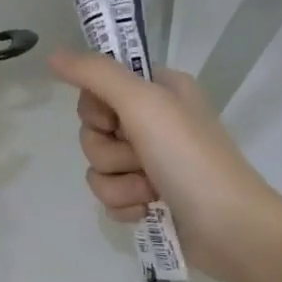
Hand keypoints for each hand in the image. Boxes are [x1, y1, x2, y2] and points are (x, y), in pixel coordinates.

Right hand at [48, 50, 281, 278]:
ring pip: (99, 169)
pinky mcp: (148, 198)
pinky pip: (111, 197)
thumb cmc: (189, 157)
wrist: (227, 226)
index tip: (115, 121)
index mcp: (161, 90)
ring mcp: (152, 163)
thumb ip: (96, 74)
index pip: (100, 87)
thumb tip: (53, 54)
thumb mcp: (143, 103)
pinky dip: (125, 205)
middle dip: (109, 153)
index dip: (97, 109)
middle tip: (140, 158)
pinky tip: (148, 209)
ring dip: (118, 184)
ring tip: (150, 190)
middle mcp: (155, 122)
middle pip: (94, 132)